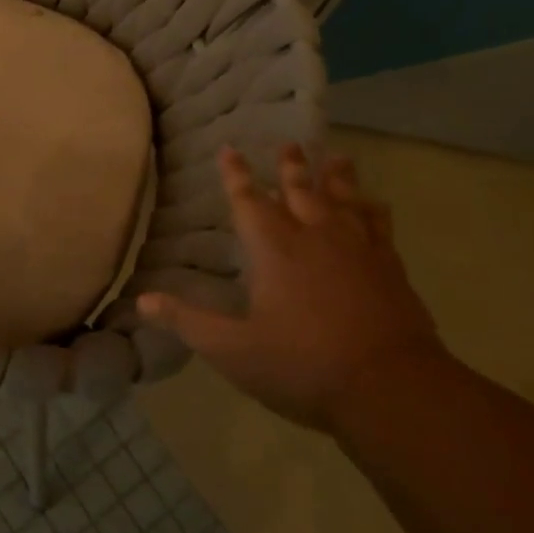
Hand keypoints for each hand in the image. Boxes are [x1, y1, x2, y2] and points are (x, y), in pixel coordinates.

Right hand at [139, 144, 444, 433]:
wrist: (391, 388)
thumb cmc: (303, 365)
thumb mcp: (233, 350)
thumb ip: (188, 322)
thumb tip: (142, 301)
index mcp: (274, 249)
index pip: (248, 200)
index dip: (235, 174)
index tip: (229, 148)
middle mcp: (315, 237)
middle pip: (300, 190)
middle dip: (291, 166)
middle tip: (289, 144)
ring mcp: (358, 249)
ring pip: (344, 200)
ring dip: (337, 177)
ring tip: (337, 157)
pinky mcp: (391, 268)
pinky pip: (381, 226)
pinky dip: (375, 210)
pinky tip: (377, 204)